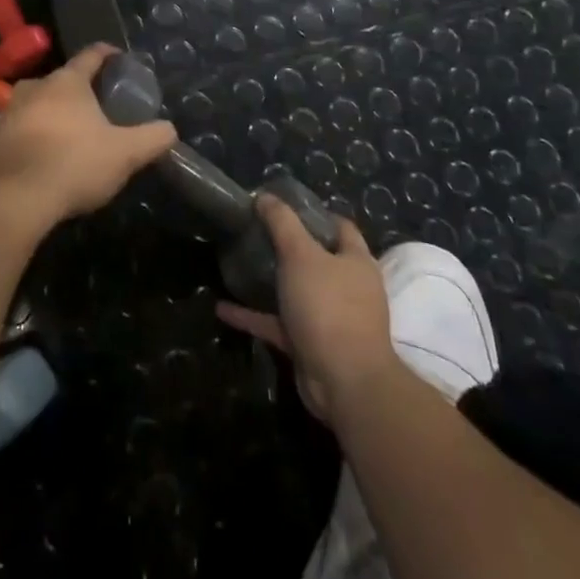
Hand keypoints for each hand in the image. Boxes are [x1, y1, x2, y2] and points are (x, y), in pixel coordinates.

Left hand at [0, 44, 177, 238]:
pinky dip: (35, 135)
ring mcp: (8, 111)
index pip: (90, 56)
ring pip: (38, 103)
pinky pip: (21, 128)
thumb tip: (169, 129)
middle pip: (62, 81)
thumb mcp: (125, 154)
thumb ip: (152, 138)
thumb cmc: (73, 164)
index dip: (107, 54)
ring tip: (71, 133)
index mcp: (67, 82)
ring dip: (54, 113)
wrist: (12, 198)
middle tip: (99, 108)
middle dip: (80, 91)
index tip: (118, 56)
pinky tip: (45, 155)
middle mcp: (34, 86)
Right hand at [216, 196, 394, 425]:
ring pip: (297, 292)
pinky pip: (278, 324)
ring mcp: (330, 318)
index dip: (315, 213)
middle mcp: (348, 288)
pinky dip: (253, 316)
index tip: (282, 205)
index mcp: (356, 261)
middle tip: (256, 232)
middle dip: (289, 247)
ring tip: (240, 265)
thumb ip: (282, 224)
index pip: (340, 227)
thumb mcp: (301, 255)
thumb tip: (265, 196)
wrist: (344, 382)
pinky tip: (224, 308)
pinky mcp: (311, 344)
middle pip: (318, 259)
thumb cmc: (328, 307)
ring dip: (270, 282)